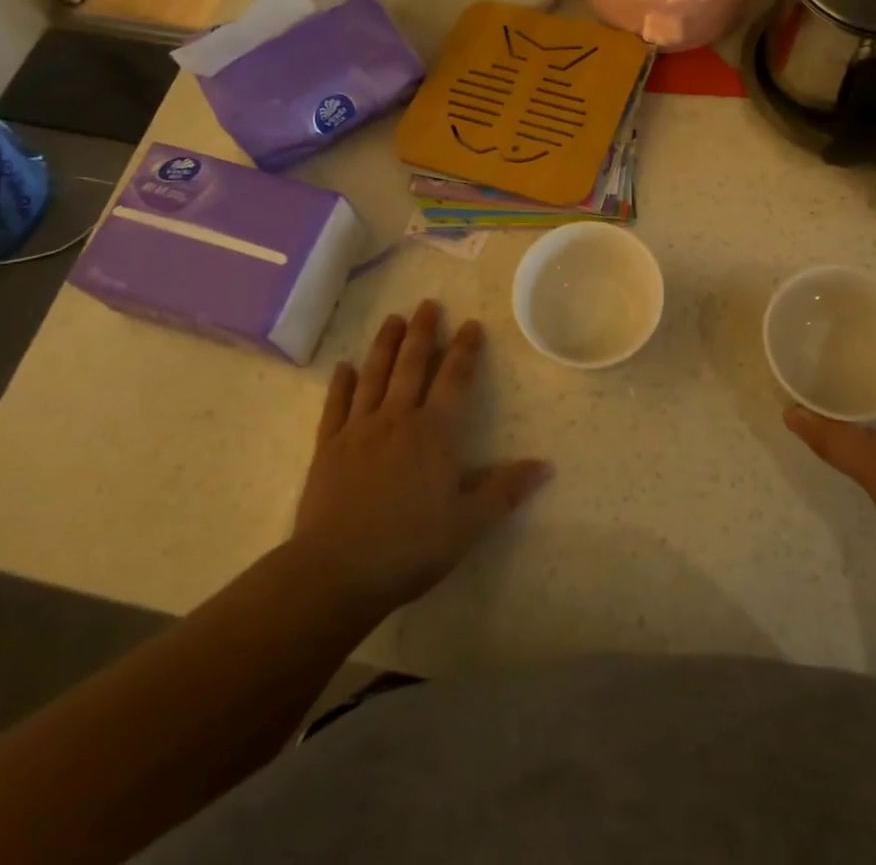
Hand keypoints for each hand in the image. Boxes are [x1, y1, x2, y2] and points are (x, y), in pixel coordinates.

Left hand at [291, 301, 551, 614]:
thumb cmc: (411, 547)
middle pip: (411, 365)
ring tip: (392, 319)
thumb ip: (505, 490)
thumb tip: (547, 465)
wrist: (337, 571)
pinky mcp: (328, 447)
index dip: (464, 350)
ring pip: (374, 375)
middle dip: (422, 333)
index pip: (455, 379)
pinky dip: (341, 384)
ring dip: (384, 345)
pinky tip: (344, 367)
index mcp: (435, 433)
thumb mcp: (468, 524)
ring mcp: (359, 430)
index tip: (470, 324)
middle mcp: (398, 419)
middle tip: (427, 304)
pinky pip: (336, 406)